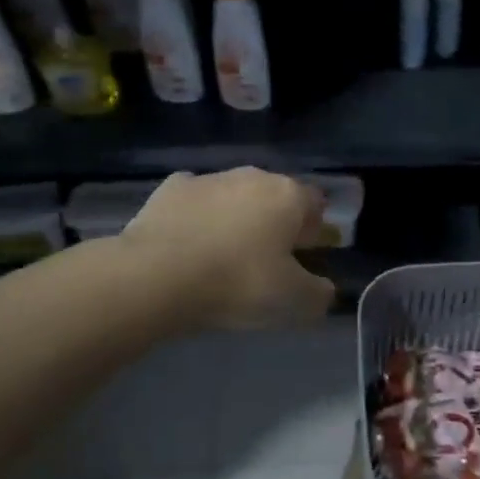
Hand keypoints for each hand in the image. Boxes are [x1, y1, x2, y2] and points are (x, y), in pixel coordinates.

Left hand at [120, 168, 334, 329]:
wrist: (156, 276)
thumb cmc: (238, 283)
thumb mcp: (294, 302)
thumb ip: (319, 294)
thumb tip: (323, 288)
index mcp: (289, 196)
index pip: (316, 204)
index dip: (313, 230)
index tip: (302, 258)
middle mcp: (253, 176)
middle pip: (275, 196)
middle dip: (274, 222)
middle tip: (264, 260)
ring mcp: (209, 178)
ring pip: (234, 196)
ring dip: (235, 218)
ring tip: (222, 257)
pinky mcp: (170, 188)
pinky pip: (195, 201)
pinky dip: (197, 217)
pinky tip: (188, 244)